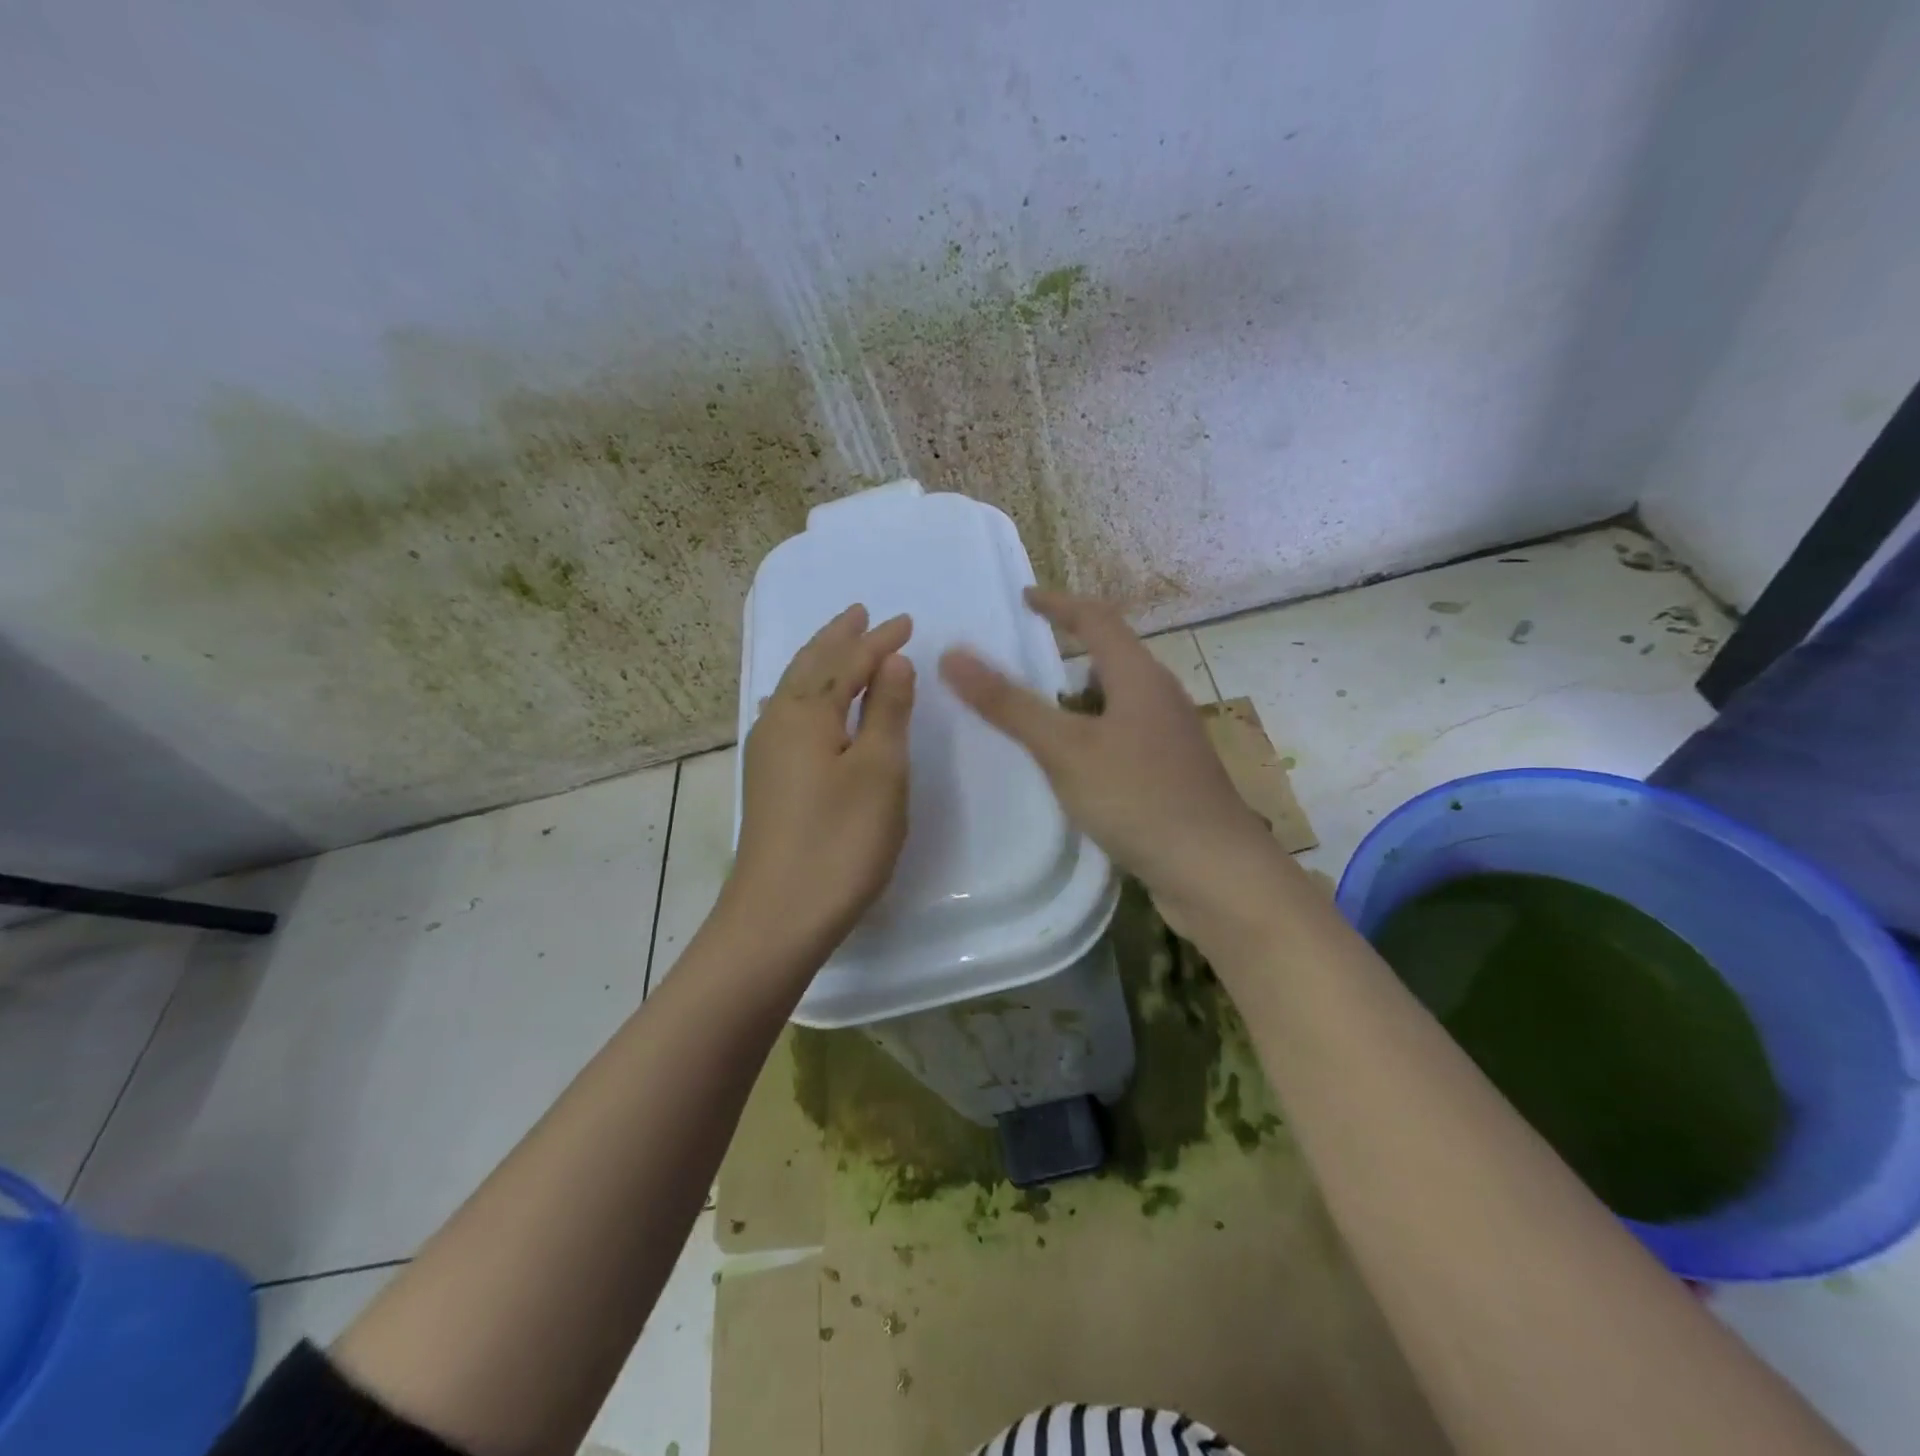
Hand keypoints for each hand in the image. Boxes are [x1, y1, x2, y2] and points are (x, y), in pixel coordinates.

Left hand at [722, 604, 915, 968]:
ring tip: (838, 645)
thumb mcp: (879, 771)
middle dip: (838, 638)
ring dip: (820, 662)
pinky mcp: (766, 780)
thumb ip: (887, 711)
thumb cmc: (840, 840)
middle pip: (810, 665)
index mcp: (806, 713)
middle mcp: (778, 722)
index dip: (879, 641)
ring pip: (794, 689)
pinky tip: (802, 703)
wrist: (779, 915)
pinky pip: (787, 714)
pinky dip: (805, 693)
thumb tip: (891, 662)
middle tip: (860, 613)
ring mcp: (766, 753)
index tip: (907, 622)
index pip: (848, 662)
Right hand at [940, 589, 1283, 946]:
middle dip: (1067, 651)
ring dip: (1078, 698)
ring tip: (1037, 714)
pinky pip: (1122, 735)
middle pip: (1111, 657)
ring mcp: (1170, 737)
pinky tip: (1072, 765)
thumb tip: (953, 654)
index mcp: (1139, 676)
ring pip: (1117, 700)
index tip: (1024, 598)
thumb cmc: (1138, 798)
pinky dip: (1091, 734)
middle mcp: (1160, 697)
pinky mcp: (1171, 772)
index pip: (1096, 618)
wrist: (1213, 870)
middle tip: (1023, 659)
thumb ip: (1009, 704)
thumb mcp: (1065, 749)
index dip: (1058, 603)